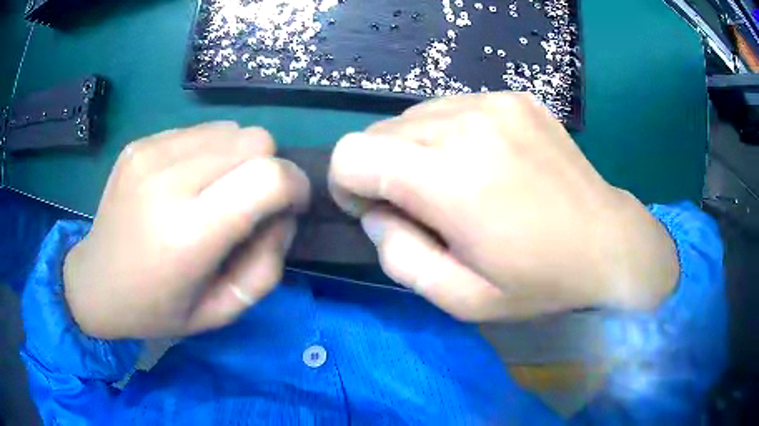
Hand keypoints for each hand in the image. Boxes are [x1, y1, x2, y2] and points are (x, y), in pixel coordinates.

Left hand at [64, 122, 309, 337]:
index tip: (290, 206)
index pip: (268, 177)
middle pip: (255, 140)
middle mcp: (167, 181)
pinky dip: (208, 153)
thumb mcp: (222, 311)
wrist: (95, 283)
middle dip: (267, 169)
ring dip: (237, 159)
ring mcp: (149, 153)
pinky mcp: (140, 143)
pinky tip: (185, 183)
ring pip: (231, 129)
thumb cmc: (158, 309)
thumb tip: (282, 214)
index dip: (295, 185)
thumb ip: (266, 265)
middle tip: (248, 204)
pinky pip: (199, 131)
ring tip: (212, 193)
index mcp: (187, 235)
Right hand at [329, 93, 678, 320]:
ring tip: (457, 184)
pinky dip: (448, 134)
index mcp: (450, 178)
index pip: (352, 154)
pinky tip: (485, 162)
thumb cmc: (539, 281)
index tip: (377, 212)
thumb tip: (376, 213)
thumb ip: (399, 257)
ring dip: (415, 151)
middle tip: (424, 207)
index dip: (349, 186)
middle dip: (382, 171)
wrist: (607, 243)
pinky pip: (451, 108)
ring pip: (412, 116)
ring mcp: (494, 102)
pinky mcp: (514, 97)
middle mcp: (467, 123)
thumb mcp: (461, 299)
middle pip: (378, 133)